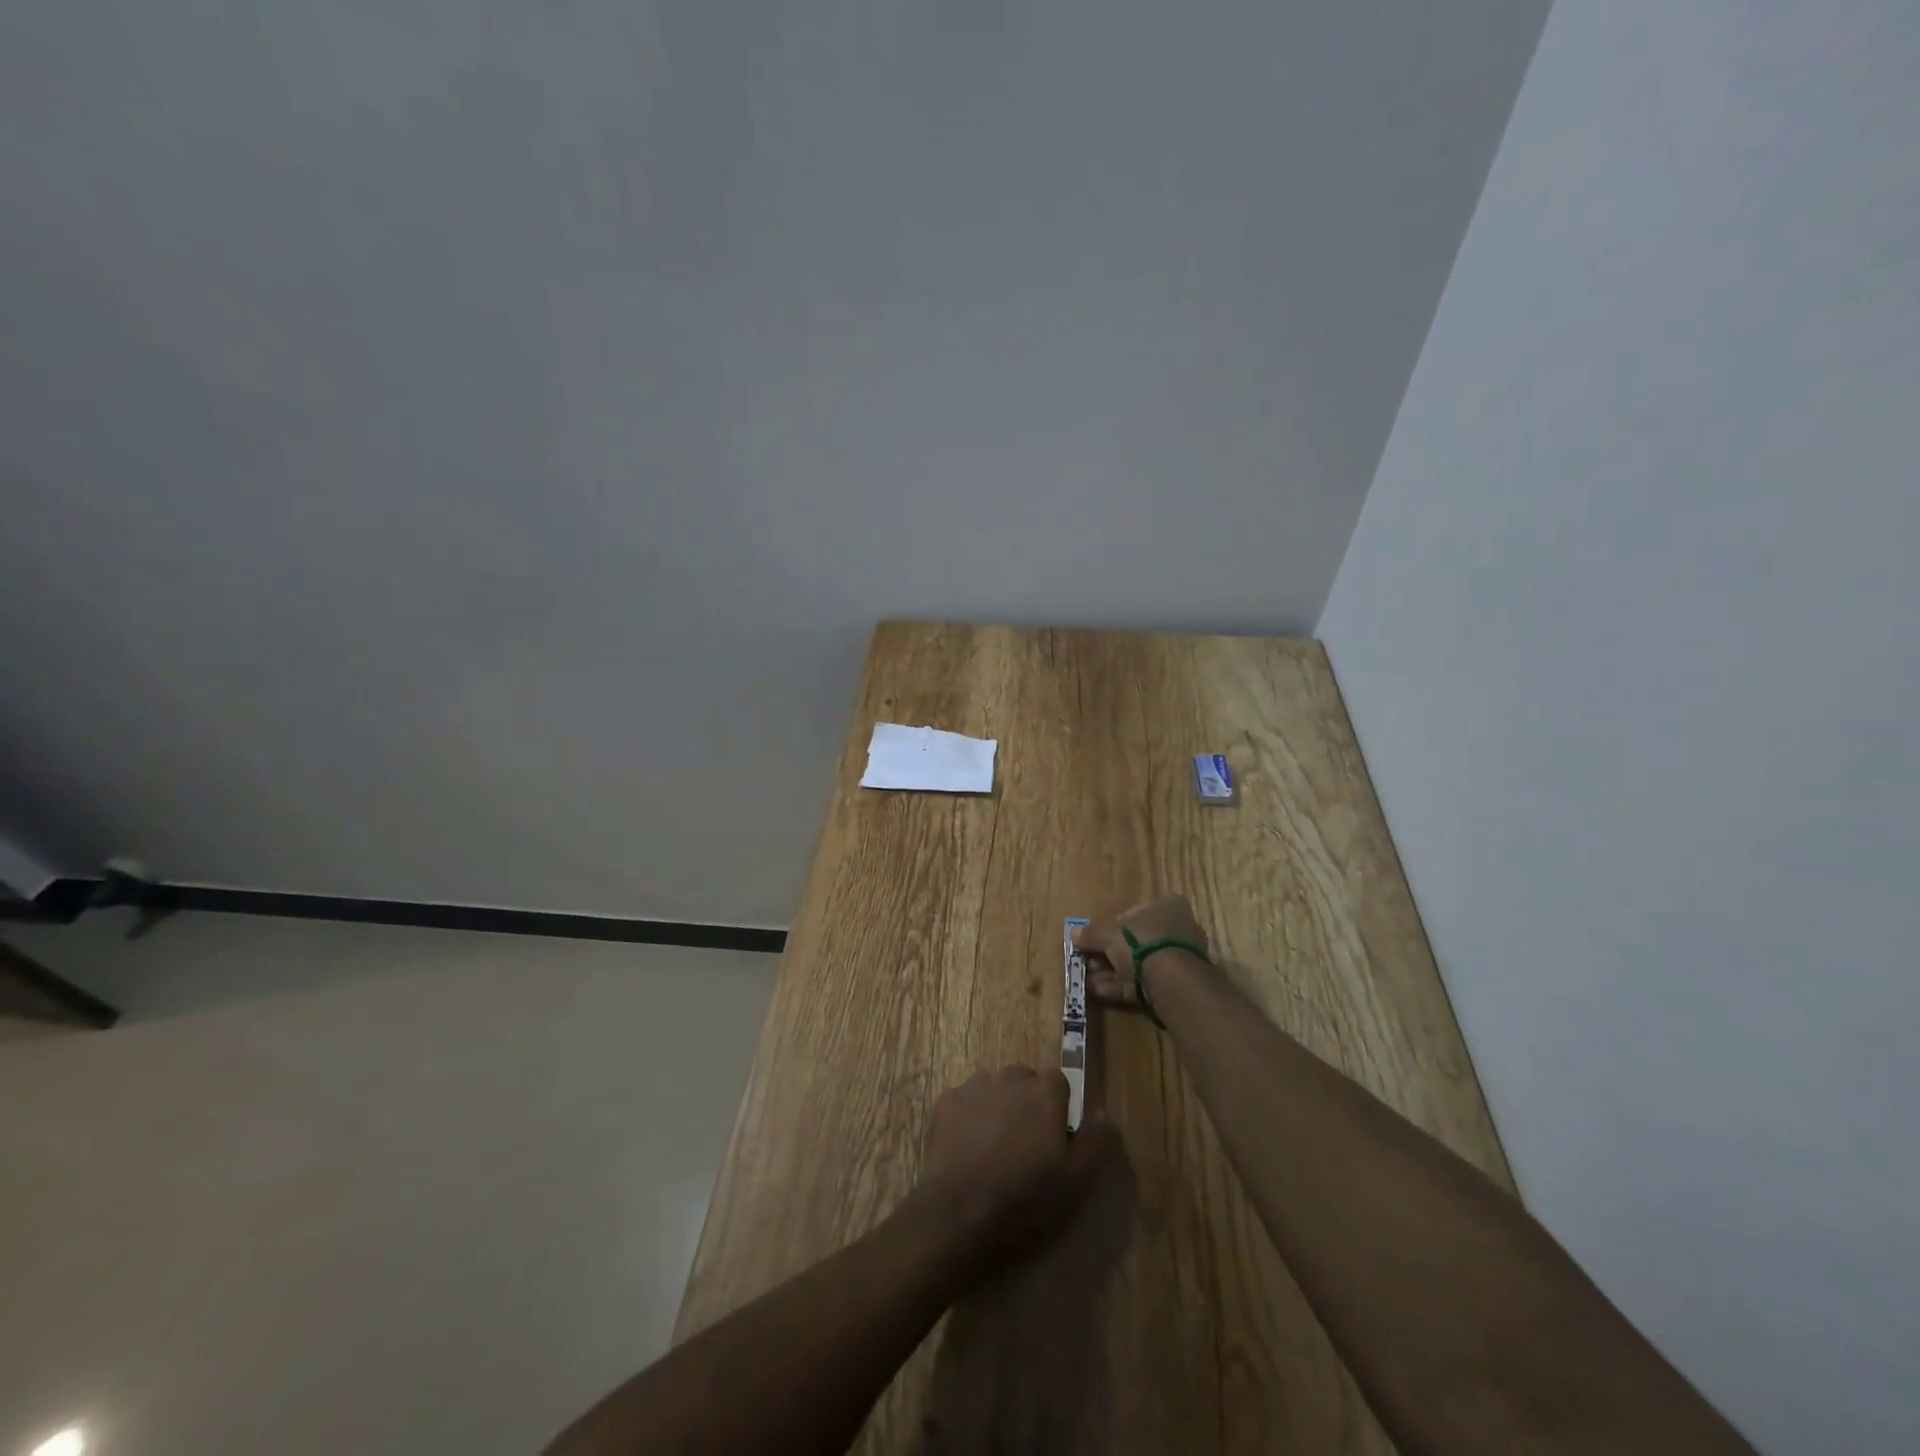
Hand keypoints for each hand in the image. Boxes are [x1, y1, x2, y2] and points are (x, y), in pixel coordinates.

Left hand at [919, 1067, 1105, 1264]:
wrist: (959, 1212)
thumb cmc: (1025, 1198)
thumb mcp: (1075, 1181)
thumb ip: (1093, 1141)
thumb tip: (1101, 1113)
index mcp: (1044, 1092)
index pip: (1059, 1081)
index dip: (1058, 1107)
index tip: (1054, 1137)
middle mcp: (1010, 1077)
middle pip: (1025, 1080)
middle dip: (1027, 1104)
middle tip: (1024, 1144)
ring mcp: (974, 1086)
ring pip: (994, 1088)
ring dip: (998, 1107)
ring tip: (994, 1149)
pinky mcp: (946, 1100)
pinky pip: (966, 1101)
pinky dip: (969, 1117)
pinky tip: (967, 1149)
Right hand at [1072, 894, 1212, 1013]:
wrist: (1173, 981)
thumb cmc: (1142, 942)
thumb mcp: (1109, 934)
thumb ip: (1091, 933)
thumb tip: (1074, 933)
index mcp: (1167, 907)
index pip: (1132, 913)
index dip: (1109, 927)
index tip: (1092, 940)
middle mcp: (1177, 929)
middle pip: (1134, 941)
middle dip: (1107, 955)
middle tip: (1086, 963)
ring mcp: (1179, 959)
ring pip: (1138, 965)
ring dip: (1111, 973)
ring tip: (1088, 982)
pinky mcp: (1176, 985)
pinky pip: (1144, 982)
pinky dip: (1122, 986)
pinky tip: (1100, 993)